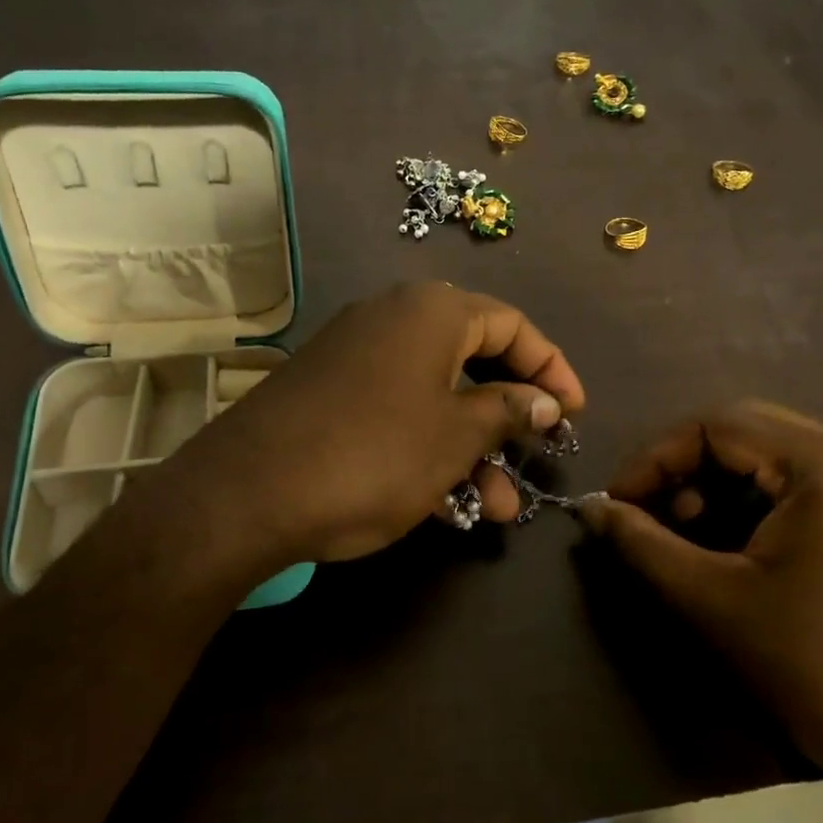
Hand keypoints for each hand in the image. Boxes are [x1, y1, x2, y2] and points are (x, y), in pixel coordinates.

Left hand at [172, 282, 585, 564]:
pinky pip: (396, 412)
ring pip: (434, 397)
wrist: (247, 493)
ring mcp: (354, 357)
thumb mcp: (456, 436)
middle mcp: (392, 320)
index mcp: (431, 312)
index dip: (551, 368)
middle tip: (535, 462)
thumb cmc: (373, 455)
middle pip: (473, 362)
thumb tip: (545, 400)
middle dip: (509, 421)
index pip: (512, 325)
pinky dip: (426, 449)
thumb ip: (508, 410)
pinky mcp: (328, 394)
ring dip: (471, 450)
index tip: (575, 413)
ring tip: (495, 510)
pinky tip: (442, 502)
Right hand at [579, 401, 822, 822]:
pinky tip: (735, 548)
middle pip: (749, 432)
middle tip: (646, 516)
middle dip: (684, 469)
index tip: (617, 504)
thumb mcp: (713, 601)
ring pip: (776, 458)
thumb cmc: (817, 671)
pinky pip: (806, 487)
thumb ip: (641, 543)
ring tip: (686, 536)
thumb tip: (590, 508)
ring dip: (719, 486)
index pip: (718, 424)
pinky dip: (757, 504)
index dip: (655, 457)